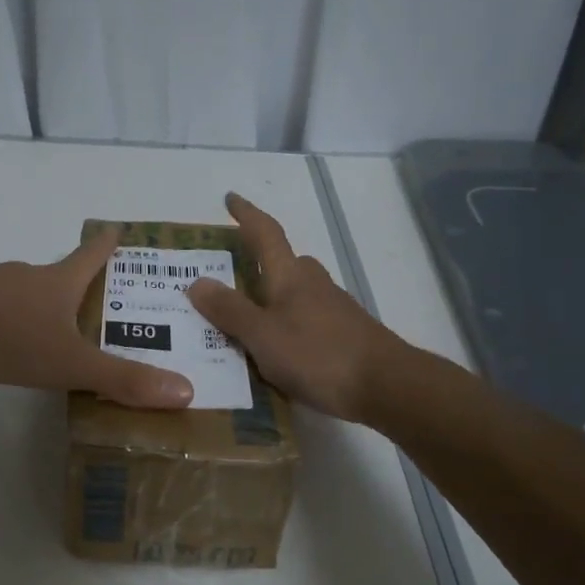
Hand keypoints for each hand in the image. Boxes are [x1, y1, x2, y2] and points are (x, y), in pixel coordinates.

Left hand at [0, 229, 193, 408]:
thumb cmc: (9, 336)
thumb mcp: (70, 363)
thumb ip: (123, 380)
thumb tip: (186, 391)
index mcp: (58, 282)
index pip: (92, 255)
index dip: (108, 244)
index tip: (119, 229)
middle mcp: (27, 275)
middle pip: (59, 272)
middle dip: (79, 283)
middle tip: (97, 299)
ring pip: (25, 290)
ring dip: (42, 302)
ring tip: (53, 328)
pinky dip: (8, 317)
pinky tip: (4, 340)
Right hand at [186, 193, 406, 422]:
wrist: (387, 385)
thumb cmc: (318, 355)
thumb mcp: (262, 336)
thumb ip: (230, 310)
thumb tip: (197, 281)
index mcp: (290, 276)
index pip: (265, 233)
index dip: (246, 214)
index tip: (231, 198)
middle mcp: (313, 284)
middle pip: (284, 262)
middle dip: (260, 262)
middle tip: (232, 277)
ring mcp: (334, 308)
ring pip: (297, 292)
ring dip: (274, 297)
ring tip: (248, 321)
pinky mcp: (345, 334)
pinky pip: (307, 318)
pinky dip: (288, 324)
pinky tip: (279, 350)